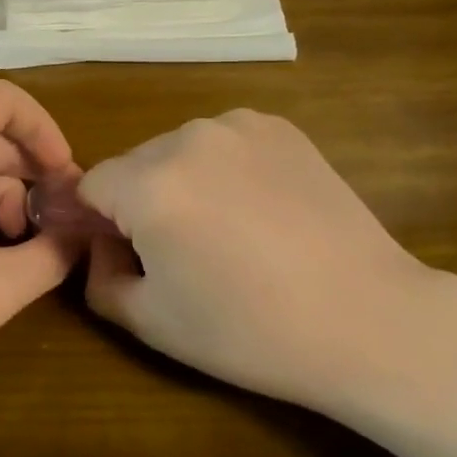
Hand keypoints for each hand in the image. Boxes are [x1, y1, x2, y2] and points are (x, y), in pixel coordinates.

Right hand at [79, 111, 456, 456]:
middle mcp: (187, 137)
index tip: (123, 256)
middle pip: (132, 165)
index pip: (89, 186)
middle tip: (177, 252)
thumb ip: (98, 280)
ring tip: (223, 232)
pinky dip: (223, 169)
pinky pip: (223, 143)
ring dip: (180, 183)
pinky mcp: (279, 128)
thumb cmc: (251, 330)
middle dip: (137, 202)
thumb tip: (100, 248)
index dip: (96, 224)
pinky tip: (257, 210)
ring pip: (177, 151)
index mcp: (149, 183)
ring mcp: (238, 126)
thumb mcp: (152, 321)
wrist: (368, 319)